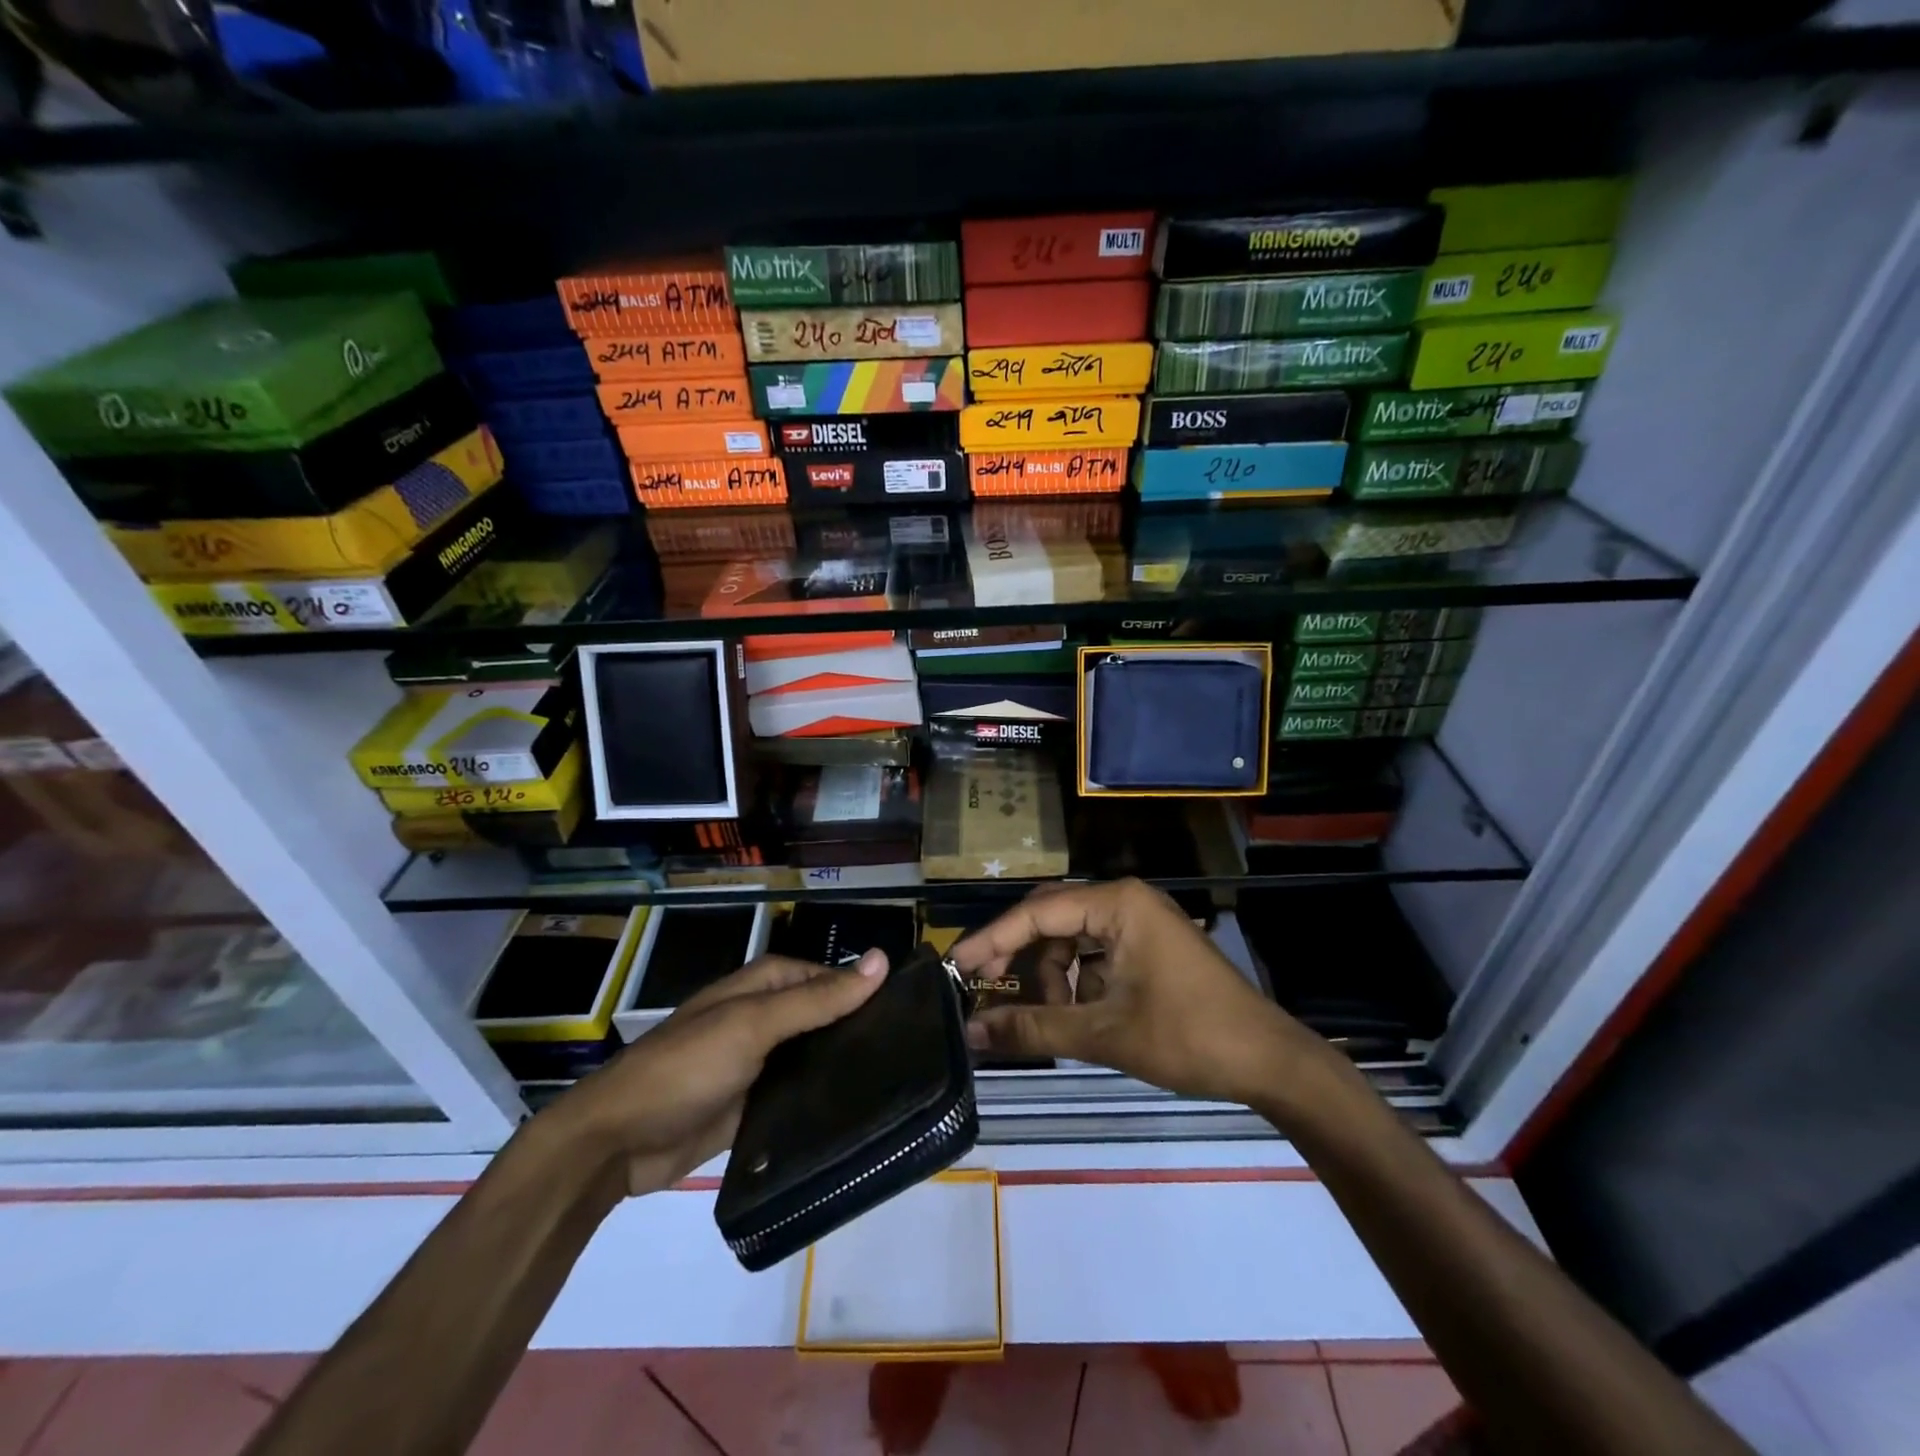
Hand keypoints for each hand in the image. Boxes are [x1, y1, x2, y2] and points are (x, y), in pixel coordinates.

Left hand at [554, 949, 887, 1194]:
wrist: (619, 1142)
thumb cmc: (687, 1066)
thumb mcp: (754, 1024)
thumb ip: (817, 998)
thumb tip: (880, 959)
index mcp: (765, 985)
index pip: (830, 978)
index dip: (865, 989)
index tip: (911, 1012)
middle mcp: (766, 1018)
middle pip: (825, 1017)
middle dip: (860, 1030)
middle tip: (913, 1053)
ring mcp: (761, 1063)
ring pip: (816, 1057)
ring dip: (844, 1068)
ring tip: (899, 1085)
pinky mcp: (756, 1106)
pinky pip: (800, 1096)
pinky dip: (823, 1102)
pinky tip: (860, 1115)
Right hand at [952, 879, 1326, 1111]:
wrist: (1271, 1063)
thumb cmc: (1188, 1038)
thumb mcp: (1103, 1034)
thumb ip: (1033, 1028)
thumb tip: (970, 1033)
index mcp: (1117, 903)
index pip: (1037, 912)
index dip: (992, 939)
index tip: (955, 967)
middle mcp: (1126, 901)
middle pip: (1052, 919)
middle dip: (1019, 955)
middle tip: (984, 989)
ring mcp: (1141, 923)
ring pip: (1073, 940)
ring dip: (1052, 977)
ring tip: (1050, 1021)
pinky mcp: (1149, 947)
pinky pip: (1096, 955)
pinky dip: (1078, 984)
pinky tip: (1079, 1018)